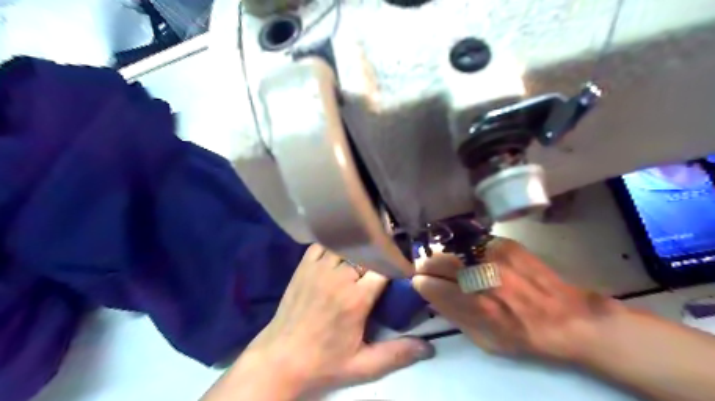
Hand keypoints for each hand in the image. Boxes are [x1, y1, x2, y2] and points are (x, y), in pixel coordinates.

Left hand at [234, 244, 428, 397]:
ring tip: (366, 252)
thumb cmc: (323, 363)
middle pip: (367, 252)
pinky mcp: (304, 266)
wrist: (280, 360)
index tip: (403, 266)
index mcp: (356, 299)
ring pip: (346, 244)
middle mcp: (338, 277)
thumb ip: (397, 354)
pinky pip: (323, 244)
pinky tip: (341, 250)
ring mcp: (318, 268)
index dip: (396, 264)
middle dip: (379, 254)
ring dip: (358, 247)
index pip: (384, 267)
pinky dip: (335, 243)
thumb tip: (429, 348)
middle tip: (386, 259)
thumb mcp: (362, 365)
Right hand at [411, 237, 623, 361]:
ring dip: (443, 255)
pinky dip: (464, 249)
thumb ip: (455, 316)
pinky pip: (473, 242)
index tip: (418, 281)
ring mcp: (494, 256)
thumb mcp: (485, 340)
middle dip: (426, 264)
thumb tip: (432, 295)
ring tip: (444, 262)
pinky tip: (467, 256)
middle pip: (440, 261)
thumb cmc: (524, 336)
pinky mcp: (506, 244)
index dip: (421, 283)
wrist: (568, 317)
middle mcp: (483, 277)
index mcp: (477, 306)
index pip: (433, 286)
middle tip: (424, 268)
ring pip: (454, 248)